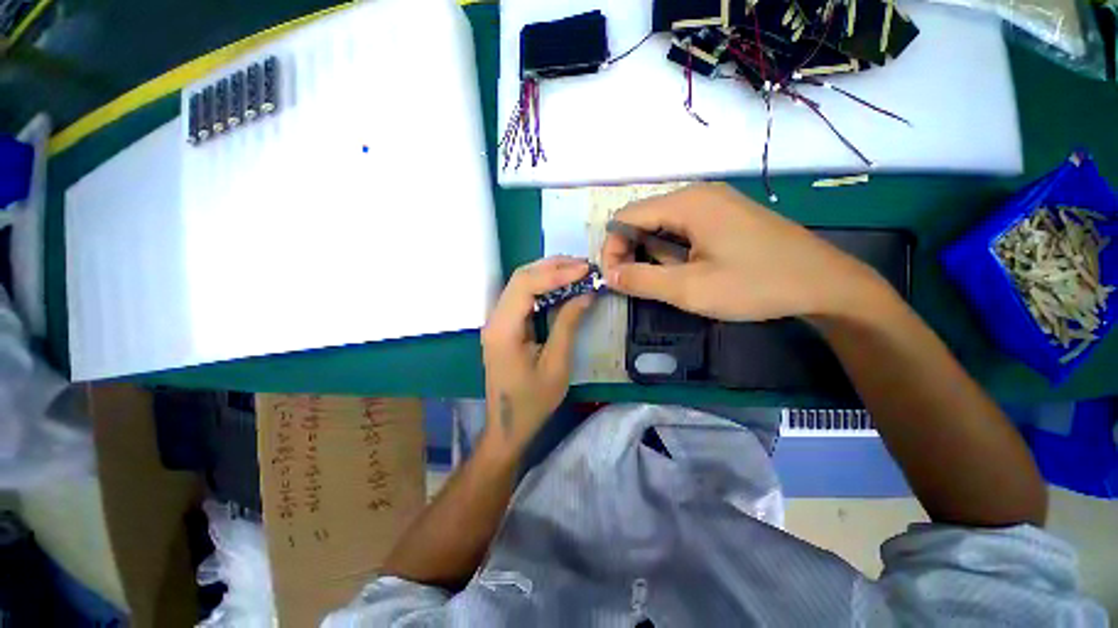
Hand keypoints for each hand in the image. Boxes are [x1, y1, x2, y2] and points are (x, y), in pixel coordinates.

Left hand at [480, 256, 594, 455]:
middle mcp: (495, 319)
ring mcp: (497, 321)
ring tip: (577, 271)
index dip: (556, 272)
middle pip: (521, 278)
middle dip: (553, 267)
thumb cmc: (533, 401)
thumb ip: (568, 324)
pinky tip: (562, 287)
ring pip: (521, 284)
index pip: (526, 285)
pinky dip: (543, 287)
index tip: (585, 269)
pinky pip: (523, 297)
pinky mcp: (504, 326)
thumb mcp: (556, 364)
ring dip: (548, 273)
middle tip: (584, 266)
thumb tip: (585, 293)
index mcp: (504, 329)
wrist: (508, 425)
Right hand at [601, 183, 878, 321]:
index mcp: (687, 203)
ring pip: (662, 225)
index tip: (614, 279)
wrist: (824, 284)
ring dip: (652, 252)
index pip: (626, 217)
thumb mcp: (690, 289)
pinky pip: (683, 229)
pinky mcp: (725, 216)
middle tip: (634, 283)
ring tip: (662, 280)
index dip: (612, 248)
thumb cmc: (755, 285)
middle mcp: (698, 194)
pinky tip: (684, 270)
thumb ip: (642, 279)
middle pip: (643, 218)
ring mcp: (715, 203)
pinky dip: (672, 250)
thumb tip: (609, 274)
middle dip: (630, 251)